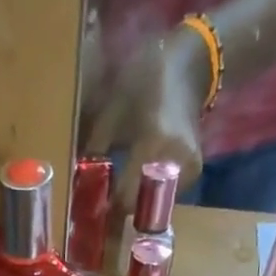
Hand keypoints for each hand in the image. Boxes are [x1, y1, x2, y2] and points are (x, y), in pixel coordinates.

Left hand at [84, 26, 212, 213]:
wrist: (189, 66)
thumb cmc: (145, 80)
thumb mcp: (111, 111)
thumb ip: (96, 151)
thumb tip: (80, 187)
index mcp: (154, 142)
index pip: (127, 198)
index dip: (108, 208)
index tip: (92, 209)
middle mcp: (176, 161)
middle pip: (142, 207)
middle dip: (121, 209)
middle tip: (104, 203)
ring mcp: (189, 169)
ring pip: (155, 205)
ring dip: (135, 203)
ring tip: (119, 190)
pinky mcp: (194, 173)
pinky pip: (166, 196)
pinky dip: (150, 194)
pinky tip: (138, 181)